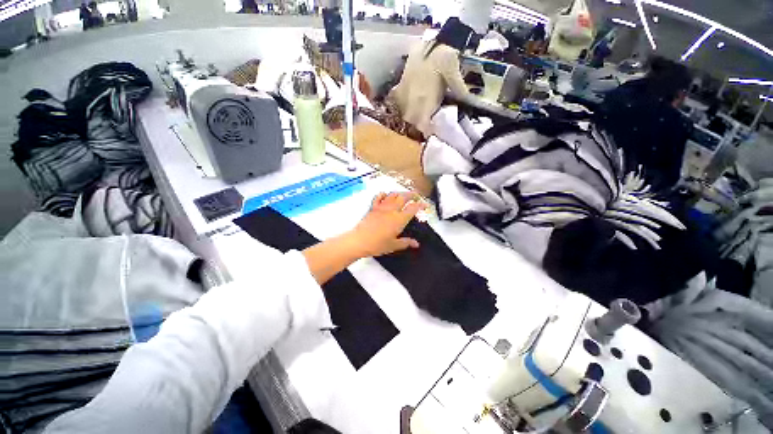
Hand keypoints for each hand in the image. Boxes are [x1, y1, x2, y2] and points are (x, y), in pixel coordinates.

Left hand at [348, 192, 427, 257]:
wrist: (359, 241)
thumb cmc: (377, 244)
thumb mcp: (393, 245)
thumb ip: (406, 242)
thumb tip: (416, 244)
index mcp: (399, 219)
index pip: (413, 208)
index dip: (421, 205)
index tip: (425, 205)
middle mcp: (391, 210)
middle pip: (404, 197)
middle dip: (412, 194)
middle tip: (416, 196)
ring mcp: (381, 207)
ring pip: (393, 195)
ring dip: (400, 193)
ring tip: (404, 195)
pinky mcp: (373, 207)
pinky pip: (379, 197)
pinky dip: (384, 194)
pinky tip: (386, 195)